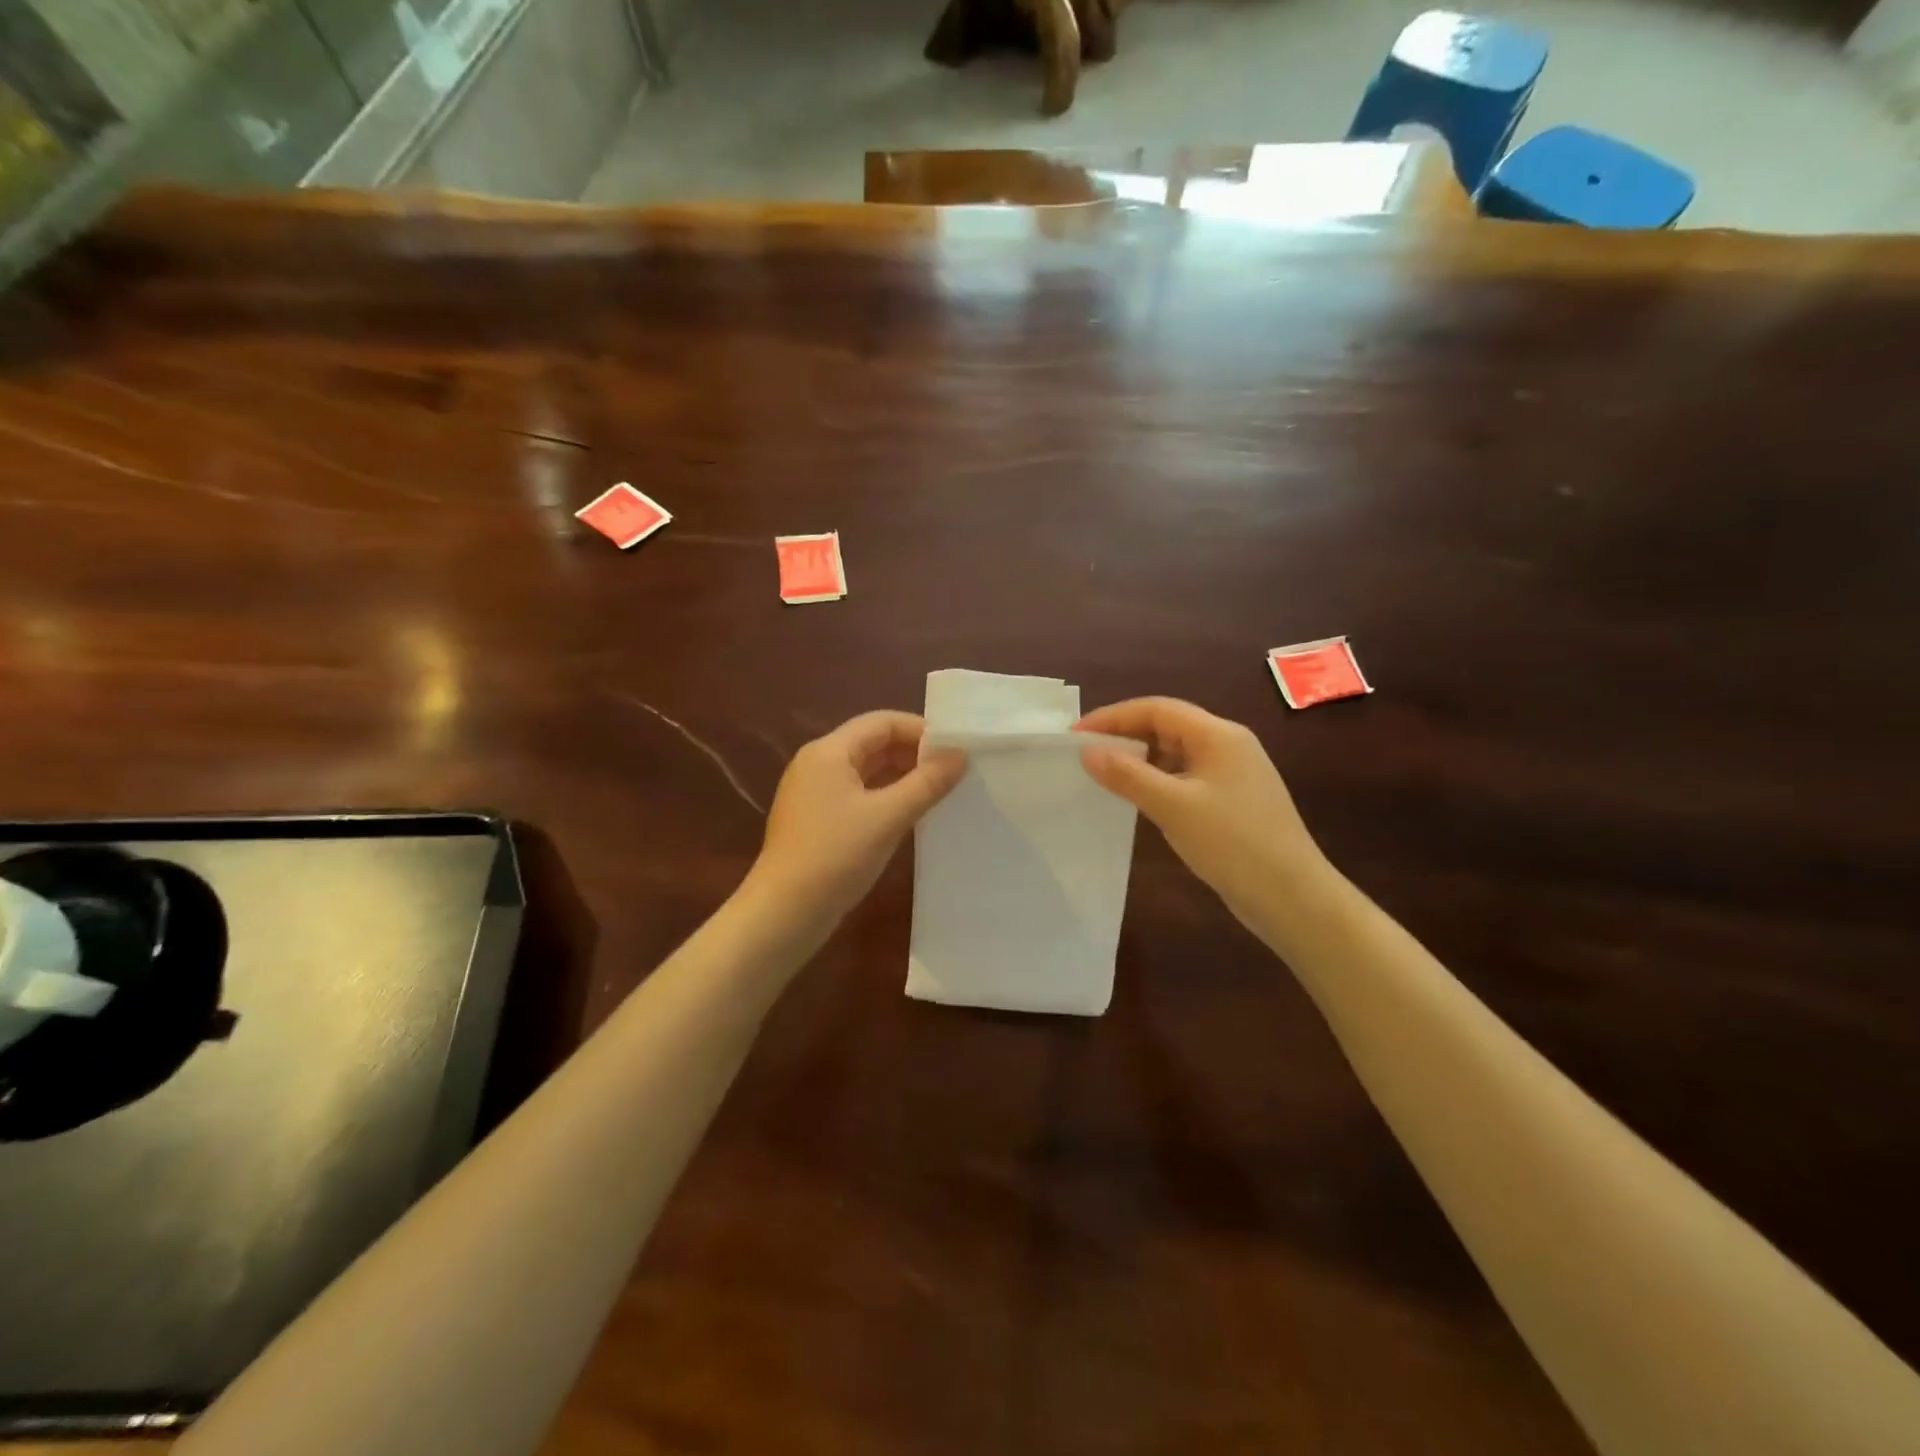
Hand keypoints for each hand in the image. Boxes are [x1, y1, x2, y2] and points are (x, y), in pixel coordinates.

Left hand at [747, 711, 966, 928]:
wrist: (784, 912)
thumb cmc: (836, 856)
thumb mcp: (889, 816)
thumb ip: (927, 783)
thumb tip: (961, 755)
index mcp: (829, 752)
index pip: (882, 722)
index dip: (921, 730)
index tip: (955, 748)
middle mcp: (817, 763)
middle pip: (872, 743)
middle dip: (913, 753)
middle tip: (952, 771)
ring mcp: (813, 793)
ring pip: (865, 770)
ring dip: (901, 775)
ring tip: (938, 791)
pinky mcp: (815, 819)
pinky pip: (856, 794)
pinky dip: (884, 796)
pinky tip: (908, 814)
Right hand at [1076, 697, 1334, 934]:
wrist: (1293, 897)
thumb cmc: (1233, 843)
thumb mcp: (1173, 806)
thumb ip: (1128, 775)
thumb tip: (1088, 751)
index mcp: (1218, 735)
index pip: (1157, 709)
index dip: (1113, 717)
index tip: (1076, 736)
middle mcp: (1228, 745)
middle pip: (1167, 725)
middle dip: (1125, 735)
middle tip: (1086, 754)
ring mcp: (1233, 773)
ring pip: (1176, 752)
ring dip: (1140, 759)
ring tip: (1104, 775)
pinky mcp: (1232, 800)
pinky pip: (1186, 776)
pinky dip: (1157, 780)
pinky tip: (1139, 799)